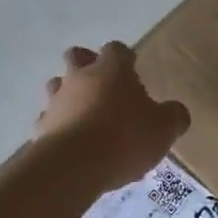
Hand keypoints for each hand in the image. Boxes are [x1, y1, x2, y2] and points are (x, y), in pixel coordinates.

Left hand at [35, 42, 190, 194]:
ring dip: (70, 95)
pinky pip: (50, 120)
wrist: (73, 167)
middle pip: (77, 57)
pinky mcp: (41, 129)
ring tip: (86, 116)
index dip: (125, 58)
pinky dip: (60, 126)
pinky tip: (73, 143)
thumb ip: (174, 116)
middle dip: (87, 65)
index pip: (116, 49)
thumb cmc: (125, 138)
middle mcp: (80, 78)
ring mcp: (56, 102)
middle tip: (104, 86)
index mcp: (112, 70)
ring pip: (57, 86)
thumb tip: (176, 112)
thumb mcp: (165, 128)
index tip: (133, 69)